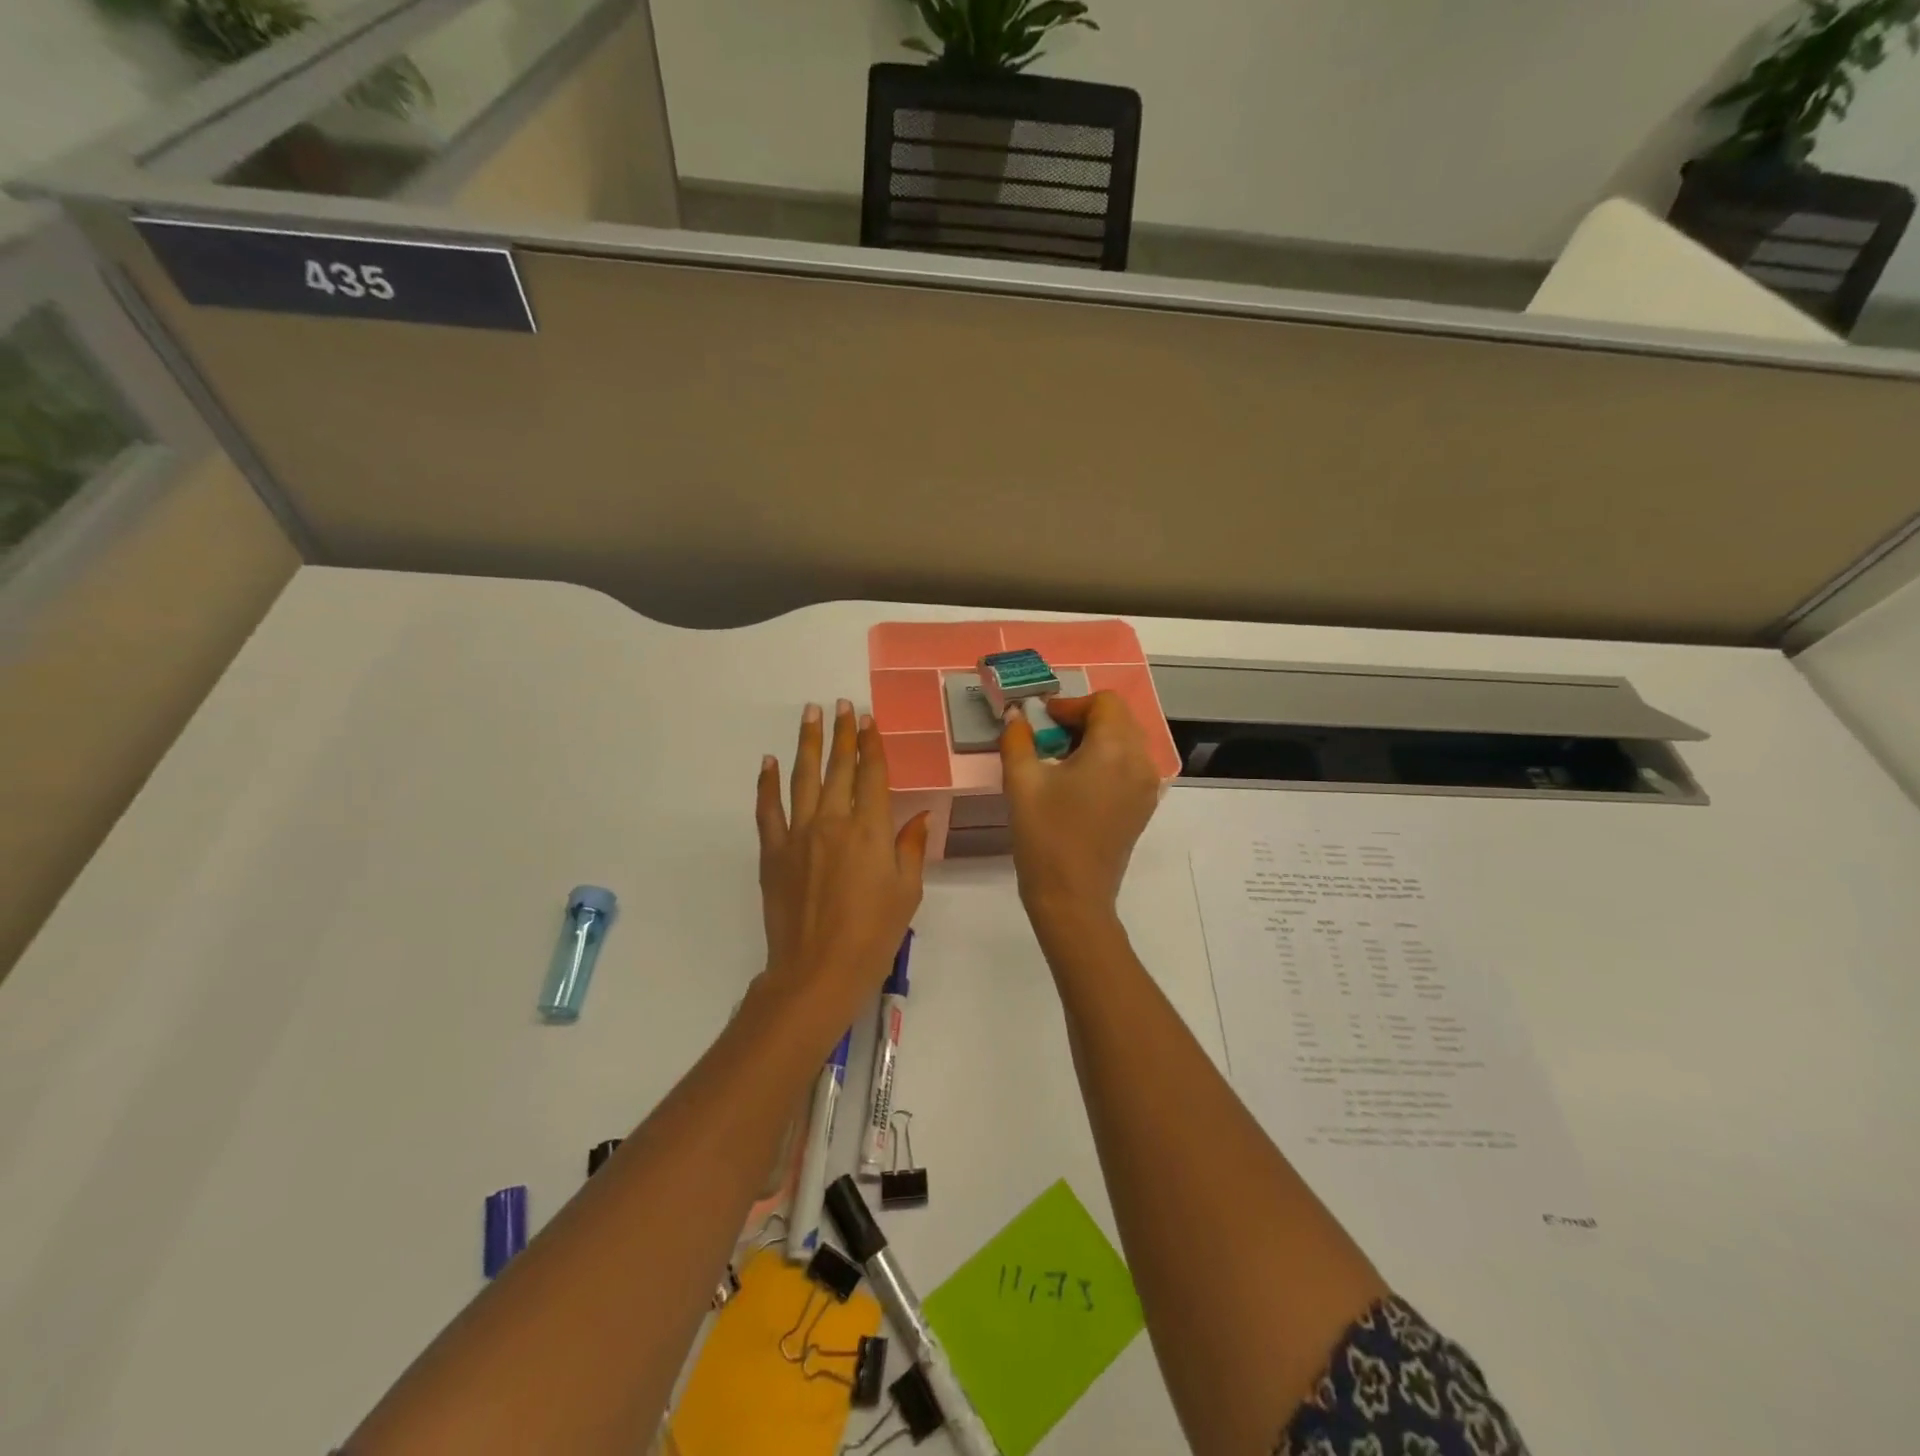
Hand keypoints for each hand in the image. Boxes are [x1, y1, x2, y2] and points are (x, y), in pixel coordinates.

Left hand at [756, 700, 928, 1032]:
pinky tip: (769, 762)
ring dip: (808, 743)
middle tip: (841, 705)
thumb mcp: (907, 892)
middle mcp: (834, 821)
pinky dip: (768, 783)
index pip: (872, 775)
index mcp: (871, 830)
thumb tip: (918, 816)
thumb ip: (910, 848)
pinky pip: (768, 809)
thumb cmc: (874, 934)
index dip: (872, 745)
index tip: (869, 720)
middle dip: (842, 733)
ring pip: (803, 778)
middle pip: (838, 767)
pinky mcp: (773, 852)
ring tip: (810, 714)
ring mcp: (799, 834)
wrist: (818, 970)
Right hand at [999, 692, 1161, 934]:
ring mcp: (1147, 787)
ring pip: (1126, 742)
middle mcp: (1140, 762)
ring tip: (1061, 760)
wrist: (1073, 898)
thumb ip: (1017, 740)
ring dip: (1096, 739)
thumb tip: (1016, 717)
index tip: (1043, 721)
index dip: (1071, 704)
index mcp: (1115, 749)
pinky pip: (1130, 766)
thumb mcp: (1021, 783)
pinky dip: (1107, 761)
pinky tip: (1078, 783)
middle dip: (1083, 719)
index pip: (1104, 702)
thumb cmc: (1045, 837)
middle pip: (1119, 719)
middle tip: (1049, 737)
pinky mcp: (1143, 807)